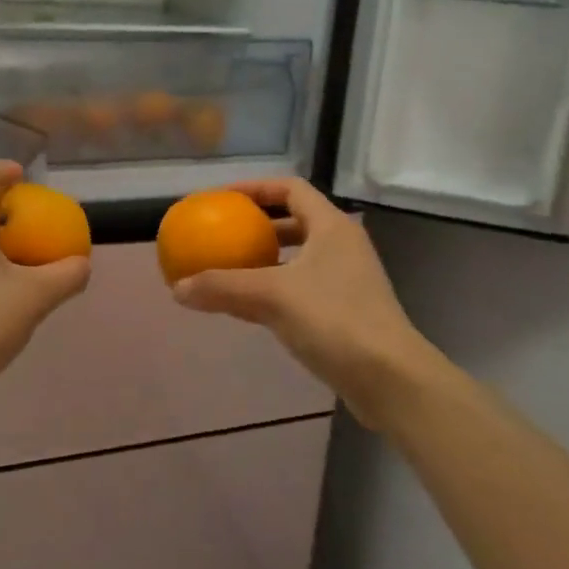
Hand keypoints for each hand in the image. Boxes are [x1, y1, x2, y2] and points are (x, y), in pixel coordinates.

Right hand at [171, 177, 434, 428]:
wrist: (391, 379)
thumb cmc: (334, 320)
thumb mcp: (271, 297)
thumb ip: (222, 287)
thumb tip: (177, 288)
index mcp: (331, 226)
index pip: (290, 189)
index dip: (255, 188)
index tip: (222, 199)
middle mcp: (342, 246)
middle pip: (295, 221)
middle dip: (257, 226)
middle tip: (223, 233)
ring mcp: (347, 279)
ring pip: (297, 258)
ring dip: (264, 260)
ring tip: (229, 269)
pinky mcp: (346, 311)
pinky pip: (301, 287)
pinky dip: (273, 288)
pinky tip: (248, 307)